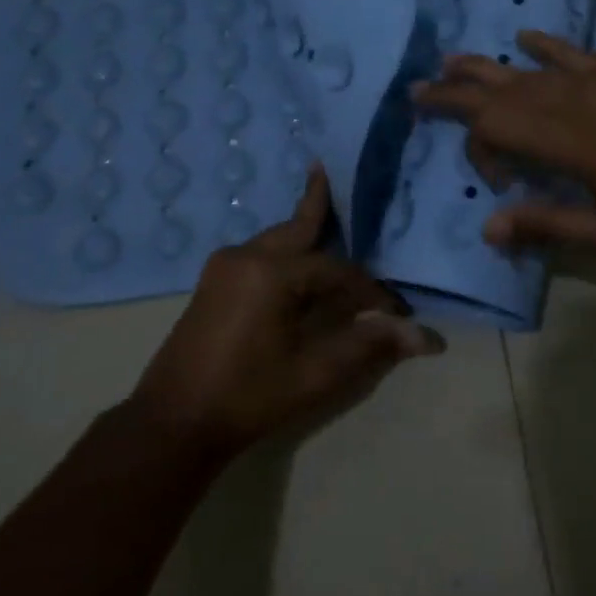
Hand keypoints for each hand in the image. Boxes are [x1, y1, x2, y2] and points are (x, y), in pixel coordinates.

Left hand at [133, 165, 441, 456]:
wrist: (172, 423)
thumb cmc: (248, 397)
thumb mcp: (315, 374)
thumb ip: (368, 345)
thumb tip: (423, 336)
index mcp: (271, 273)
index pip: (337, 271)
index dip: (369, 292)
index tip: (394, 314)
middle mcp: (245, 257)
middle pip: (297, 228)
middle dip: (318, 206)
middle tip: (327, 171)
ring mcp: (223, 268)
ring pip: (276, 240)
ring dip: (302, 233)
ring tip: (322, 212)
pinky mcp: (212, 284)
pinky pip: (259, 254)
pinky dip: (284, 252)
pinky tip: (296, 263)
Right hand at [411, 30, 595, 256]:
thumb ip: (548, 226)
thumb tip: (488, 228)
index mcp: (565, 141)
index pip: (495, 128)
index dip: (480, 151)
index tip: (500, 183)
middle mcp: (568, 101)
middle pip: (496, 90)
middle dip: (452, 92)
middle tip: (416, 90)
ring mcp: (592, 80)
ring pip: (523, 69)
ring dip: (483, 67)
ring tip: (449, 62)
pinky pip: (568, 52)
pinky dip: (541, 45)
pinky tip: (522, 37)